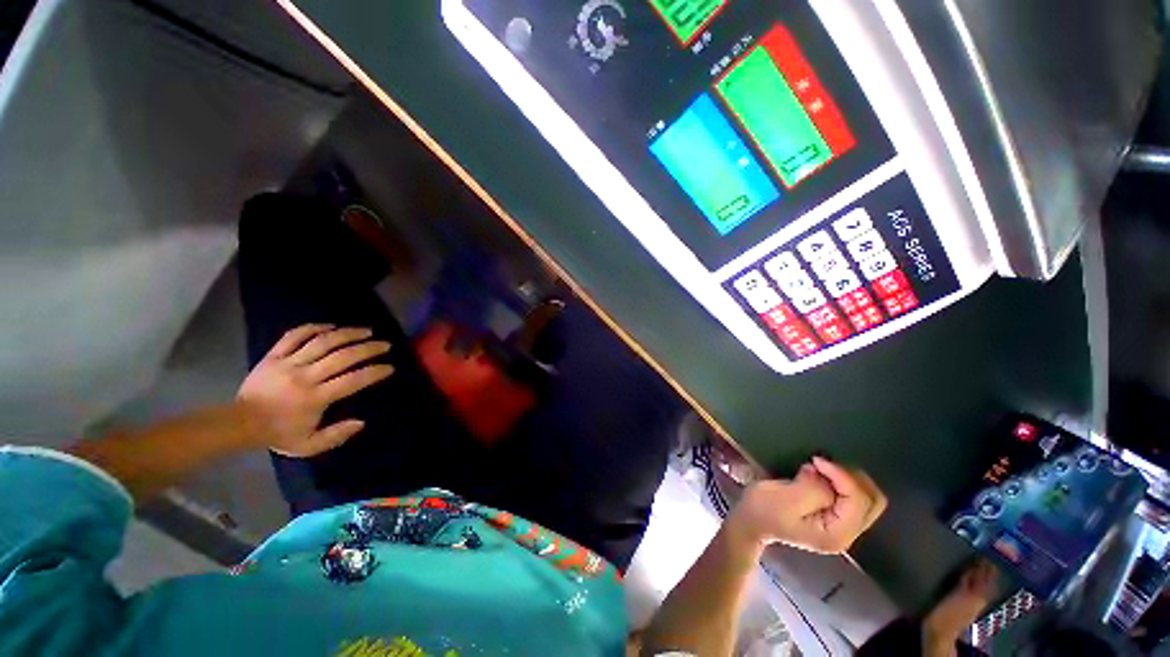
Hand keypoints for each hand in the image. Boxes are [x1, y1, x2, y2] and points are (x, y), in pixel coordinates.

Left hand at [237, 324, 393, 457]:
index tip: (389, 367)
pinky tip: (331, 326)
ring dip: (347, 333)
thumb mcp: (308, 445)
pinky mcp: (273, 355)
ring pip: (322, 342)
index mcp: (315, 398)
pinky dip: (314, 328)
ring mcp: (288, 363)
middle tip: (385, 344)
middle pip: (342, 356)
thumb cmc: (278, 434)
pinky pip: (294, 336)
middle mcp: (304, 377)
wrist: (239, 423)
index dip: (374, 372)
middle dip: (368, 348)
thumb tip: (361, 422)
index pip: (352, 380)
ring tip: (366, 331)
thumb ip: (336, 436)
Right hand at [733, 457, 886, 553]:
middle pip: (872, 501)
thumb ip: (812, 488)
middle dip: (851, 477)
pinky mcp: (836, 516)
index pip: (857, 501)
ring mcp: (843, 526)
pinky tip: (823, 474)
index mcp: (836, 534)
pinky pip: (854, 497)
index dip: (842, 476)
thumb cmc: (763, 510)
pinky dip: (843, 481)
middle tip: (824, 463)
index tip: (816, 460)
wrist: (751, 521)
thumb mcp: (784, 498)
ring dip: (848, 478)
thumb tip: (822, 473)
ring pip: (868, 498)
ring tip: (822, 467)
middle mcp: (847, 533)